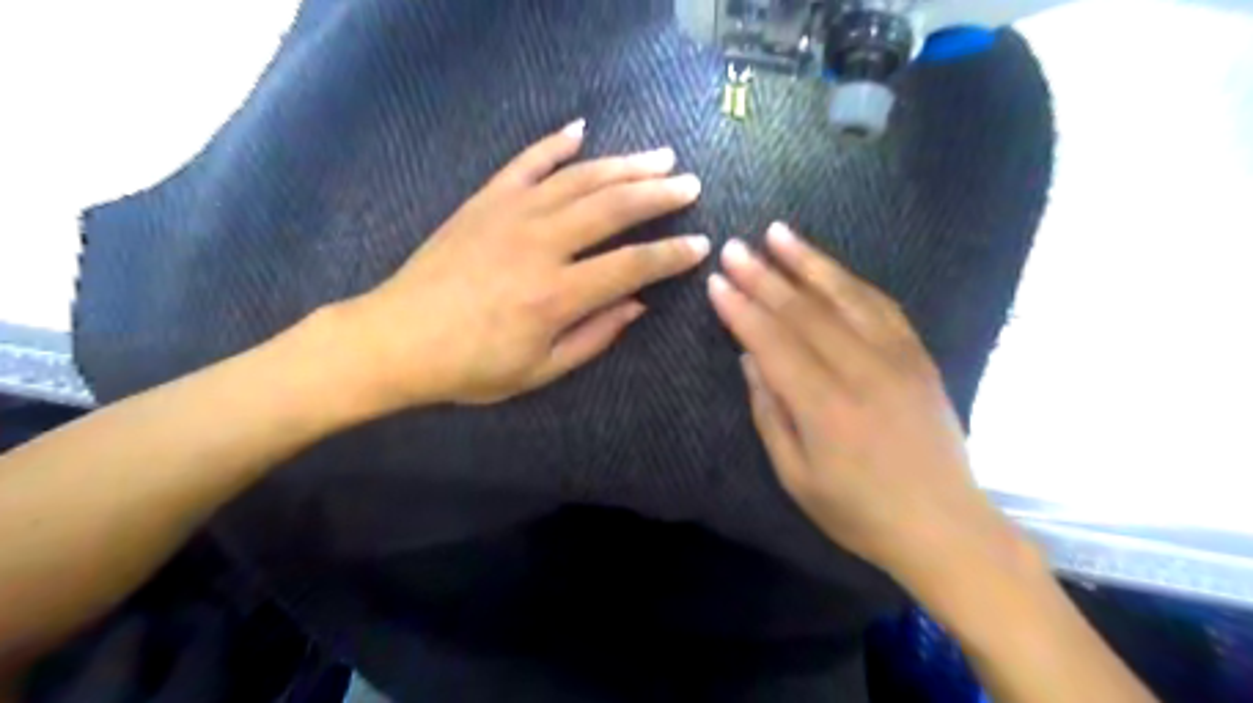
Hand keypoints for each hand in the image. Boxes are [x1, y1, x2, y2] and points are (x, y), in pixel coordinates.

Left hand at [332, 119, 708, 407]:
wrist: (396, 339)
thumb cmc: (471, 366)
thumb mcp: (540, 370)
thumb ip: (595, 336)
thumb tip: (638, 304)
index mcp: (556, 295)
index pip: (631, 265)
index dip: (671, 254)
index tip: (701, 244)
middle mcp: (540, 244)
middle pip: (612, 208)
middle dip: (658, 195)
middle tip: (690, 185)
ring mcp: (510, 214)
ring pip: (579, 179)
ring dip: (624, 165)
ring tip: (659, 157)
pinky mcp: (485, 201)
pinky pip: (526, 163)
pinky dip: (555, 144)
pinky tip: (581, 130)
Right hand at [709, 224, 1022, 587]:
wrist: (944, 525)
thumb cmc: (858, 511)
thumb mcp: (795, 475)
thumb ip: (769, 412)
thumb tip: (750, 358)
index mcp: (824, 407)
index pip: (772, 342)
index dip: (741, 309)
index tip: (717, 281)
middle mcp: (861, 371)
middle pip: (803, 311)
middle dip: (763, 275)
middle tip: (734, 247)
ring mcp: (896, 358)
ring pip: (844, 296)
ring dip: (807, 261)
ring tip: (778, 233)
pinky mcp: (919, 356)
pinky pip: (882, 305)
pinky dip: (849, 281)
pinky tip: (828, 265)